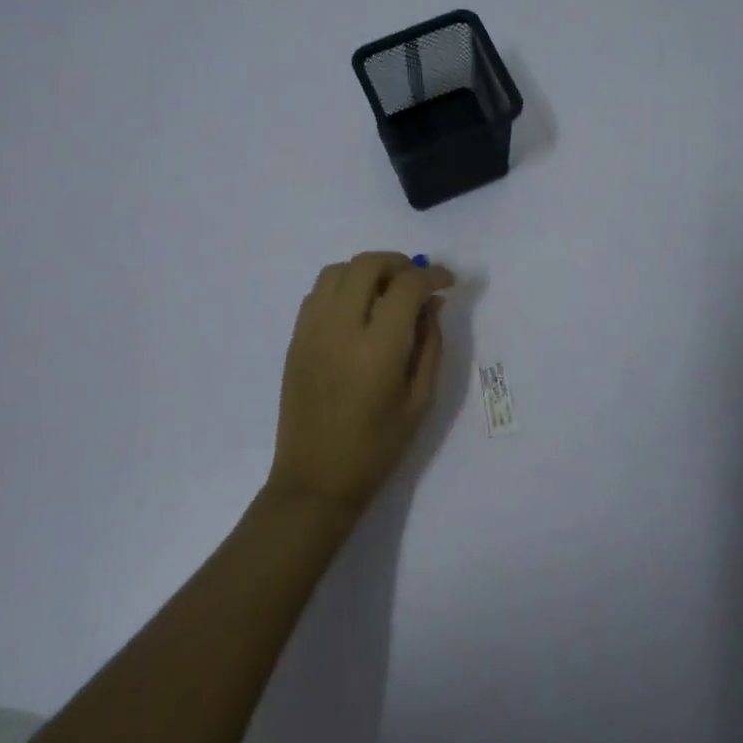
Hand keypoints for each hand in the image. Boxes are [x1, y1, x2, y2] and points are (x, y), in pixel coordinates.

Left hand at [267, 252, 455, 521]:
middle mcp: (340, 329)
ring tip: (387, 289)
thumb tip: (433, 304)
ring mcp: (311, 331)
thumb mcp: (420, 400)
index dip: (433, 275)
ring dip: (367, 270)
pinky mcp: (295, 339)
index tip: (448, 282)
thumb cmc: (377, 448)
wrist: (316, 479)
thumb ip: (430, 345)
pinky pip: (317, 292)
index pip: (407, 286)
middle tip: (418, 279)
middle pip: (367, 265)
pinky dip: (342, 286)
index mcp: (378, 349)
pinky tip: (358, 308)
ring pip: (337, 270)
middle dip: (399, 262)